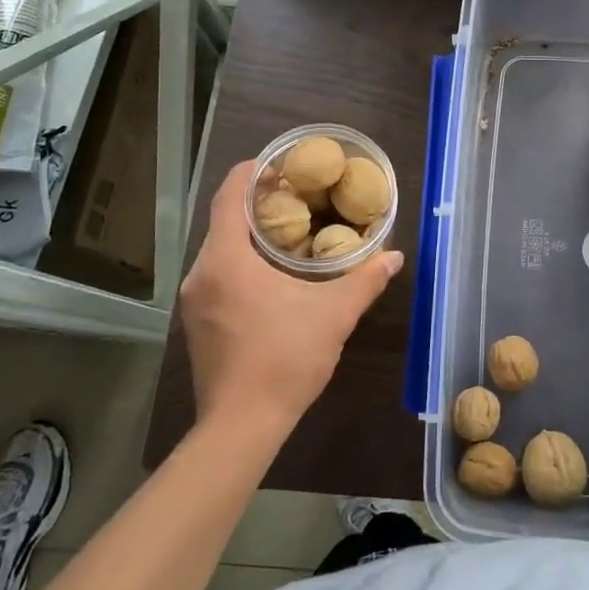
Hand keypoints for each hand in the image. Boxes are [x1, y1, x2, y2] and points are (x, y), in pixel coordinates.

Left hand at [179, 161, 402, 430]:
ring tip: (288, 232)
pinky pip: (217, 276)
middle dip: (255, 204)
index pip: (228, 197)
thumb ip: (365, 280)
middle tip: (295, 197)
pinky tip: (271, 276)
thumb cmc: (284, 359)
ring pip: (219, 251)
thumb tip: (394, 256)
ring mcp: (194, 302)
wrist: (240, 427)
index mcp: (226, 260)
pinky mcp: (197, 325)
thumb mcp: (334, 314)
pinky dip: (240, 263)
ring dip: (248, 236)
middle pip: (223, 222)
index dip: (249, 173)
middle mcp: (201, 274)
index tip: (275, 162)